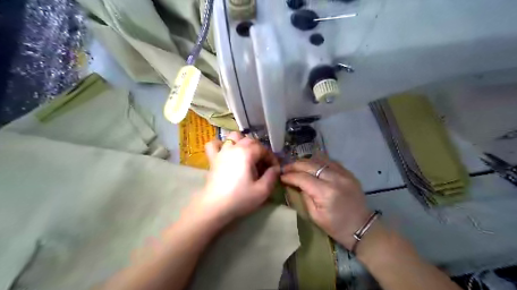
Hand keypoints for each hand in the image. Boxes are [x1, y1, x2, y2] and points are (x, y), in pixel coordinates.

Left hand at [194, 131, 281, 224]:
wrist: (214, 206)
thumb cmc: (240, 198)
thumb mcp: (262, 190)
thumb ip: (272, 176)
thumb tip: (276, 169)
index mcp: (246, 153)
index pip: (263, 149)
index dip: (271, 158)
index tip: (274, 169)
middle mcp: (234, 147)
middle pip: (250, 140)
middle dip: (260, 149)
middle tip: (262, 164)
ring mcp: (221, 151)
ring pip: (233, 136)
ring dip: (242, 142)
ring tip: (246, 154)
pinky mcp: (212, 159)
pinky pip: (214, 144)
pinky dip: (221, 144)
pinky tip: (225, 151)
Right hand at [282, 157, 371, 248]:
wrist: (362, 227)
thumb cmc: (336, 226)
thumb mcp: (315, 216)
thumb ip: (304, 197)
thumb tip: (295, 183)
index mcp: (326, 193)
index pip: (302, 178)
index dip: (290, 176)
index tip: (281, 176)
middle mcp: (335, 179)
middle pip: (310, 165)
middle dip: (295, 165)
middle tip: (285, 168)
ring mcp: (343, 174)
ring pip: (320, 160)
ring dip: (306, 161)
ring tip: (297, 166)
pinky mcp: (348, 173)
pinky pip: (330, 161)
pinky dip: (318, 161)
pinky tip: (312, 165)